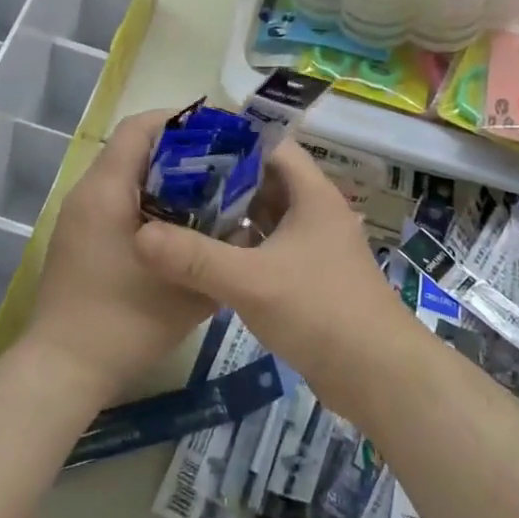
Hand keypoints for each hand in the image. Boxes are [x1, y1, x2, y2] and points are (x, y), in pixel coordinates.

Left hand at [27, 109, 216, 406]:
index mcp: (107, 191)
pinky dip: (148, 201)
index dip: (182, 121)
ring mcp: (78, 216)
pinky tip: (179, 228)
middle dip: (181, 151)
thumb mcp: (189, 290)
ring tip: (209, 195)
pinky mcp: (78, 238)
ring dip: (165, 178)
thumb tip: (244, 225)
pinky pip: (116, 200)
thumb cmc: (125, 324)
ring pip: (125, 175)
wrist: (64, 368)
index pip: (140, 127)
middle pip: (133, 148)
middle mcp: (87, 193)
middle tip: (225, 167)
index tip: (222, 134)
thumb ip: (221, 252)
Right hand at [131, 140, 409, 409]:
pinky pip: (268, 249)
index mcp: (312, 196)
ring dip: (229, 216)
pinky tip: (206, 256)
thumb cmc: (320, 312)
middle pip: (265, 181)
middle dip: (221, 180)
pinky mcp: (309, 279)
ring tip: (180, 212)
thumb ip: (194, 258)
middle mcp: (316, 214)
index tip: (186, 144)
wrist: (379, 376)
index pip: (271, 147)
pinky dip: (240, 247)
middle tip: (173, 180)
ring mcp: (314, 248)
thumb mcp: (251, 281)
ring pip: (266, 218)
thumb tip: (139, 236)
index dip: (232, 140)